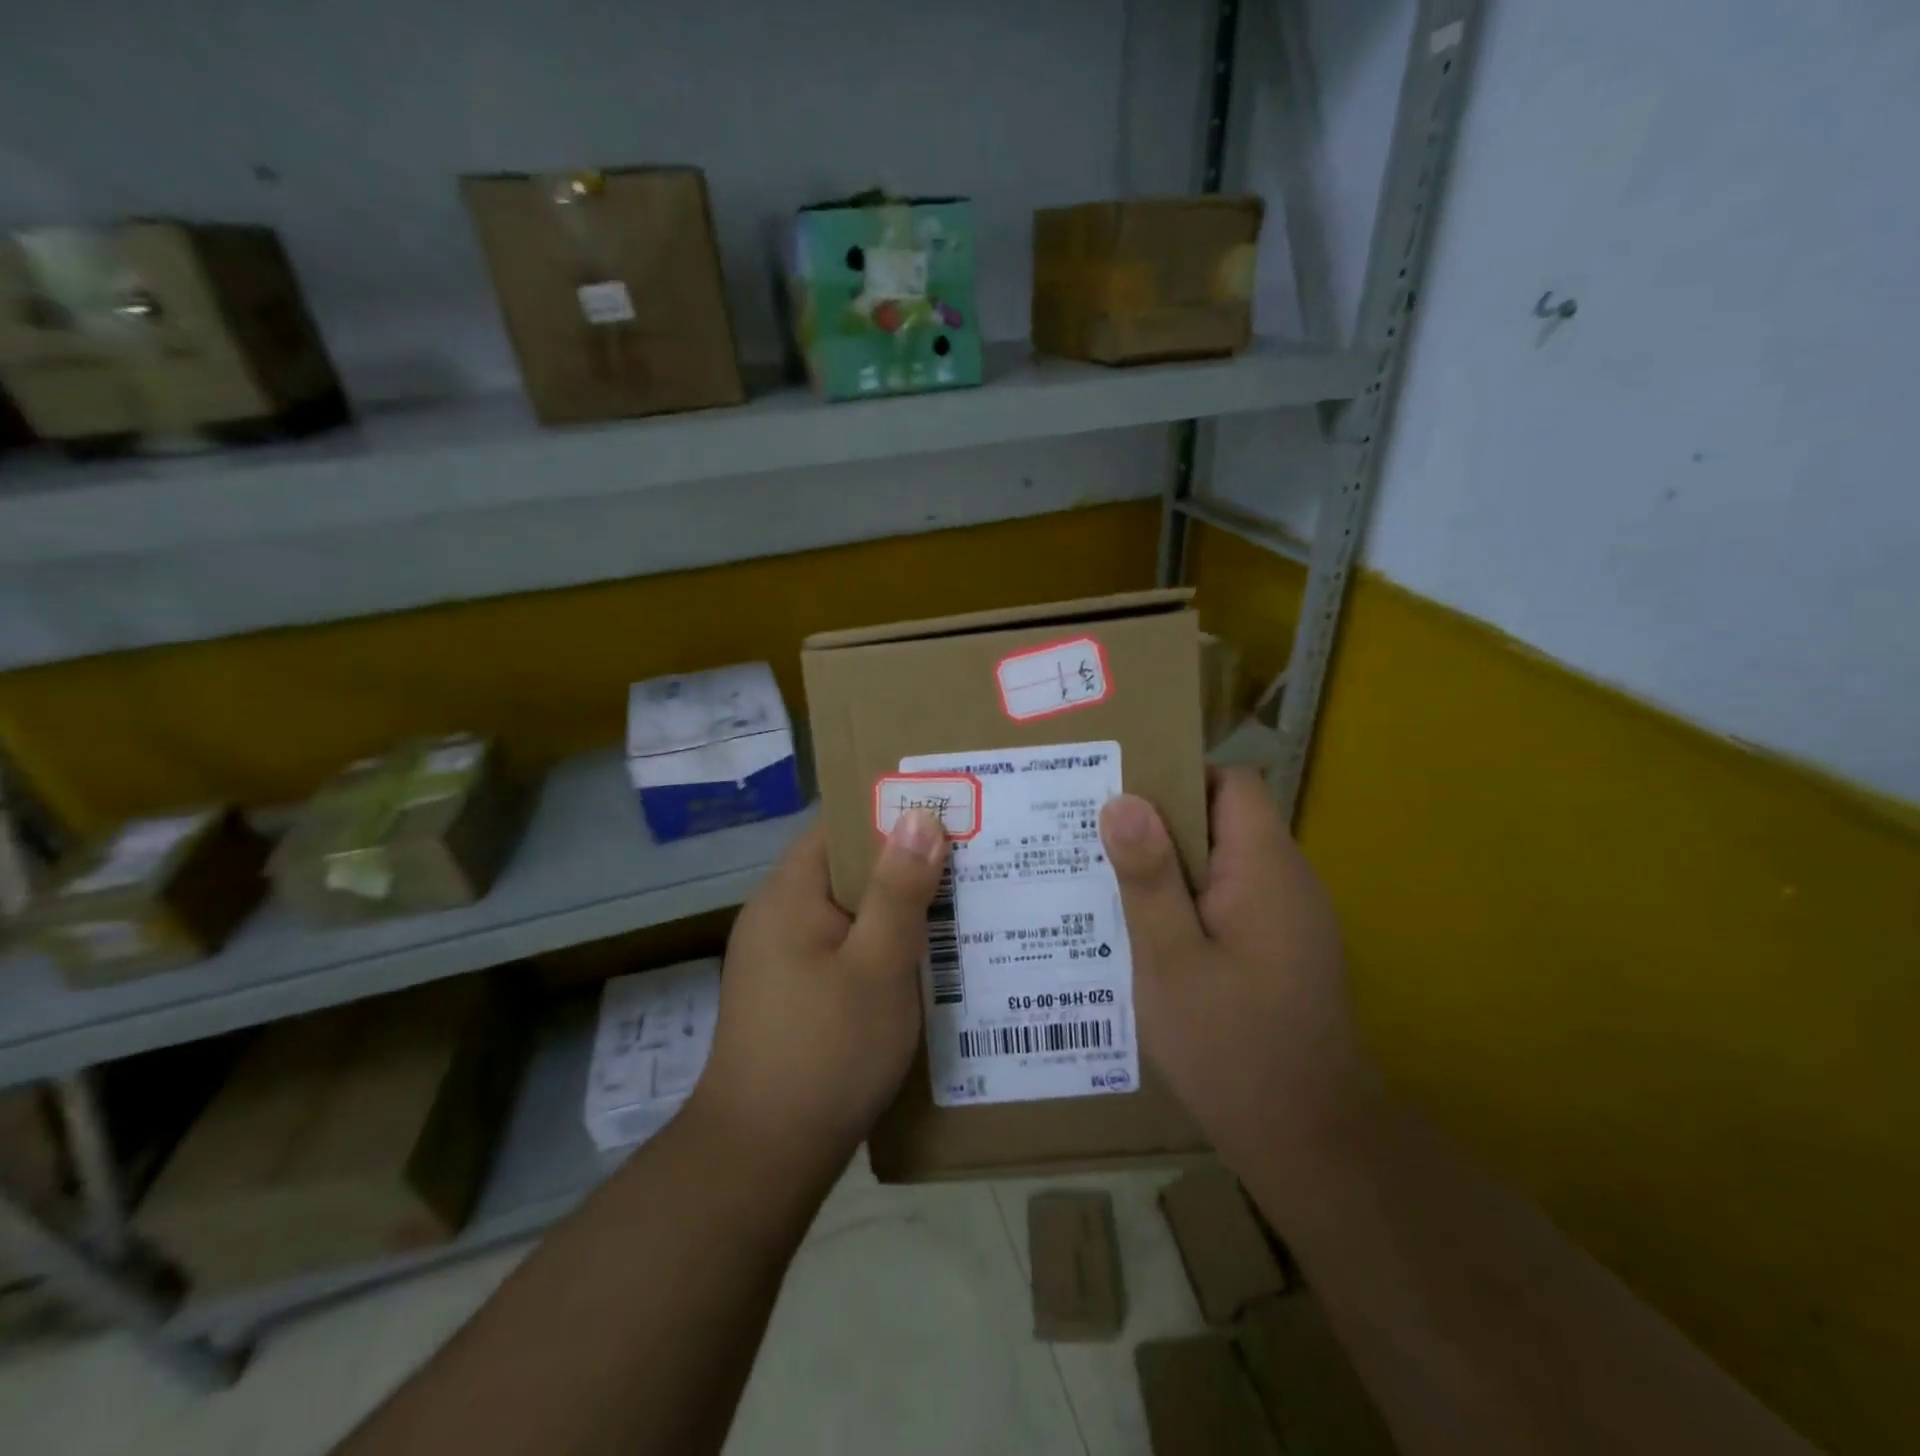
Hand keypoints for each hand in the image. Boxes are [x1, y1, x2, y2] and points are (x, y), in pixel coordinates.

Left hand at [692, 812, 948, 1172]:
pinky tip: (923, 964)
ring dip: (895, 911)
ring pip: (847, 913)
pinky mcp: (790, 996)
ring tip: (958, 907)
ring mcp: (779, 960)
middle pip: (845, 869)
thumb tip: (919, 816)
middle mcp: (776, 917)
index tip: (946, 813)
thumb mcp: (878, 966)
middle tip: (969, 861)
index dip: (890, 814)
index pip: (838, 827)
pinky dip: (879, 948)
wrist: (762, 1159)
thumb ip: (899, 890)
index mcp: (788, 895)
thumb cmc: (825, 1051)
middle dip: (904, 865)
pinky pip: (842, 950)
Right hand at [1099, 767, 1376, 1155]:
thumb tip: (1123, 800)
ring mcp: (1292, 917)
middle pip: (1226, 818)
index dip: (1179, 777)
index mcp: (1264, 868)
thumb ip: (1148, 877)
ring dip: (1173, 866)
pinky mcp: (1286, 948)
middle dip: (1162, 824)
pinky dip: (1192, 901)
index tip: (1121, 795)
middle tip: (1095, 838)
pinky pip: (1234, 898)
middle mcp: (1288, 880)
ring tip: (1109, 881)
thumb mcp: (1170, 959)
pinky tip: (1148, 933)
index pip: (1232, 783)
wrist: (1310, 1141)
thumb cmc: (1231, 1045)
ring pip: (1226, 861)